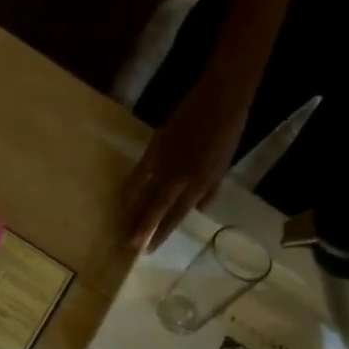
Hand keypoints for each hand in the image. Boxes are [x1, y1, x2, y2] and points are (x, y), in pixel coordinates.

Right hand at [122, 78, 250, 251]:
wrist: (220, 98)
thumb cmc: (227, 133)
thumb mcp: (224, 167)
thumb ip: (210, 191)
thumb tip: (197, 210)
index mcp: (198, 185)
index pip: (175, 217)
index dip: (161, 234)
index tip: (149, 250)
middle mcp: (178, 180)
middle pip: (155, 210)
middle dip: (141, 229)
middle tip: (128, 246)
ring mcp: (163, 165)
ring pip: (144, 195)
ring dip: (132, 213)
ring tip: (121, 227)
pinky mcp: (153, 149)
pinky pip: (138, 174)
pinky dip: (130, 187)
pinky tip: (122, 198)